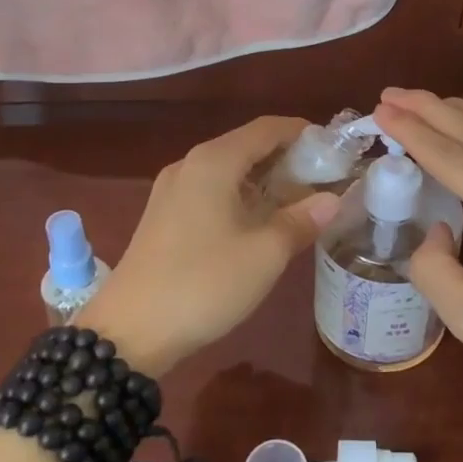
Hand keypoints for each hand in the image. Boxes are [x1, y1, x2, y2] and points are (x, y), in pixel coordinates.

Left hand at [87, 116, 338, 372]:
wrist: (129, 332)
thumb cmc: (203, 283)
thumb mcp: (264, 254)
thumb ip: (301, 220)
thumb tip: (332, 199)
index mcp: (214, 161)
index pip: (267, 128)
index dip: (302, 133)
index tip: (333, 149)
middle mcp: (190, 165)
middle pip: (246, 146)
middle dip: (286, 158)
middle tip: (323, 179)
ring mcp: (172, 191)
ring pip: (228, 171)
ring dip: (264, 180)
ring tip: (298, 202)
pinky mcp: (163, 217)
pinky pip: (211, 191)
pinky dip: (241, 197)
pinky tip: (259, 222)